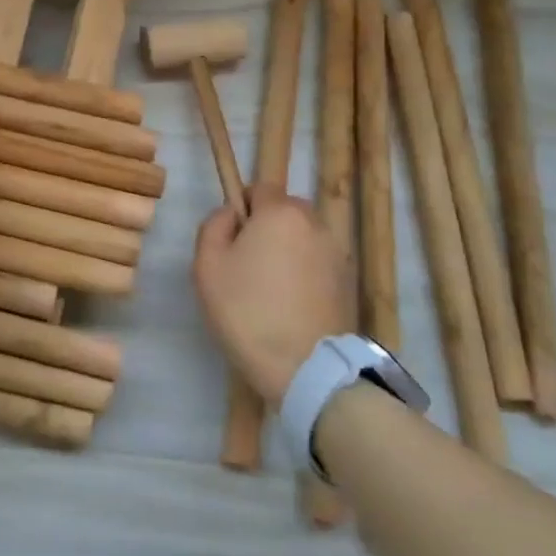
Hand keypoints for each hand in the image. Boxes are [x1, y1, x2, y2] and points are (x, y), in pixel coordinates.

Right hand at [194, 186, 352, 404]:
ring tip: (269, 288)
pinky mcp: (348, 282)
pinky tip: (290, 304)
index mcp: (281, 213)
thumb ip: (213, 226)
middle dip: (265, 227)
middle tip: (245, 265)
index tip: (230, 239)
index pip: (260, 188)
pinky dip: (303, 273)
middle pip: (284, 211)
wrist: (305, 367)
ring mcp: (337, 253)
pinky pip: (316, 263)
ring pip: (301, 238)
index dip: (242, 207)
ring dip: (286, 250)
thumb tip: (230, 214)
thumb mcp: (207, 265)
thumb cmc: (247, 311)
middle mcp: (315, 224)